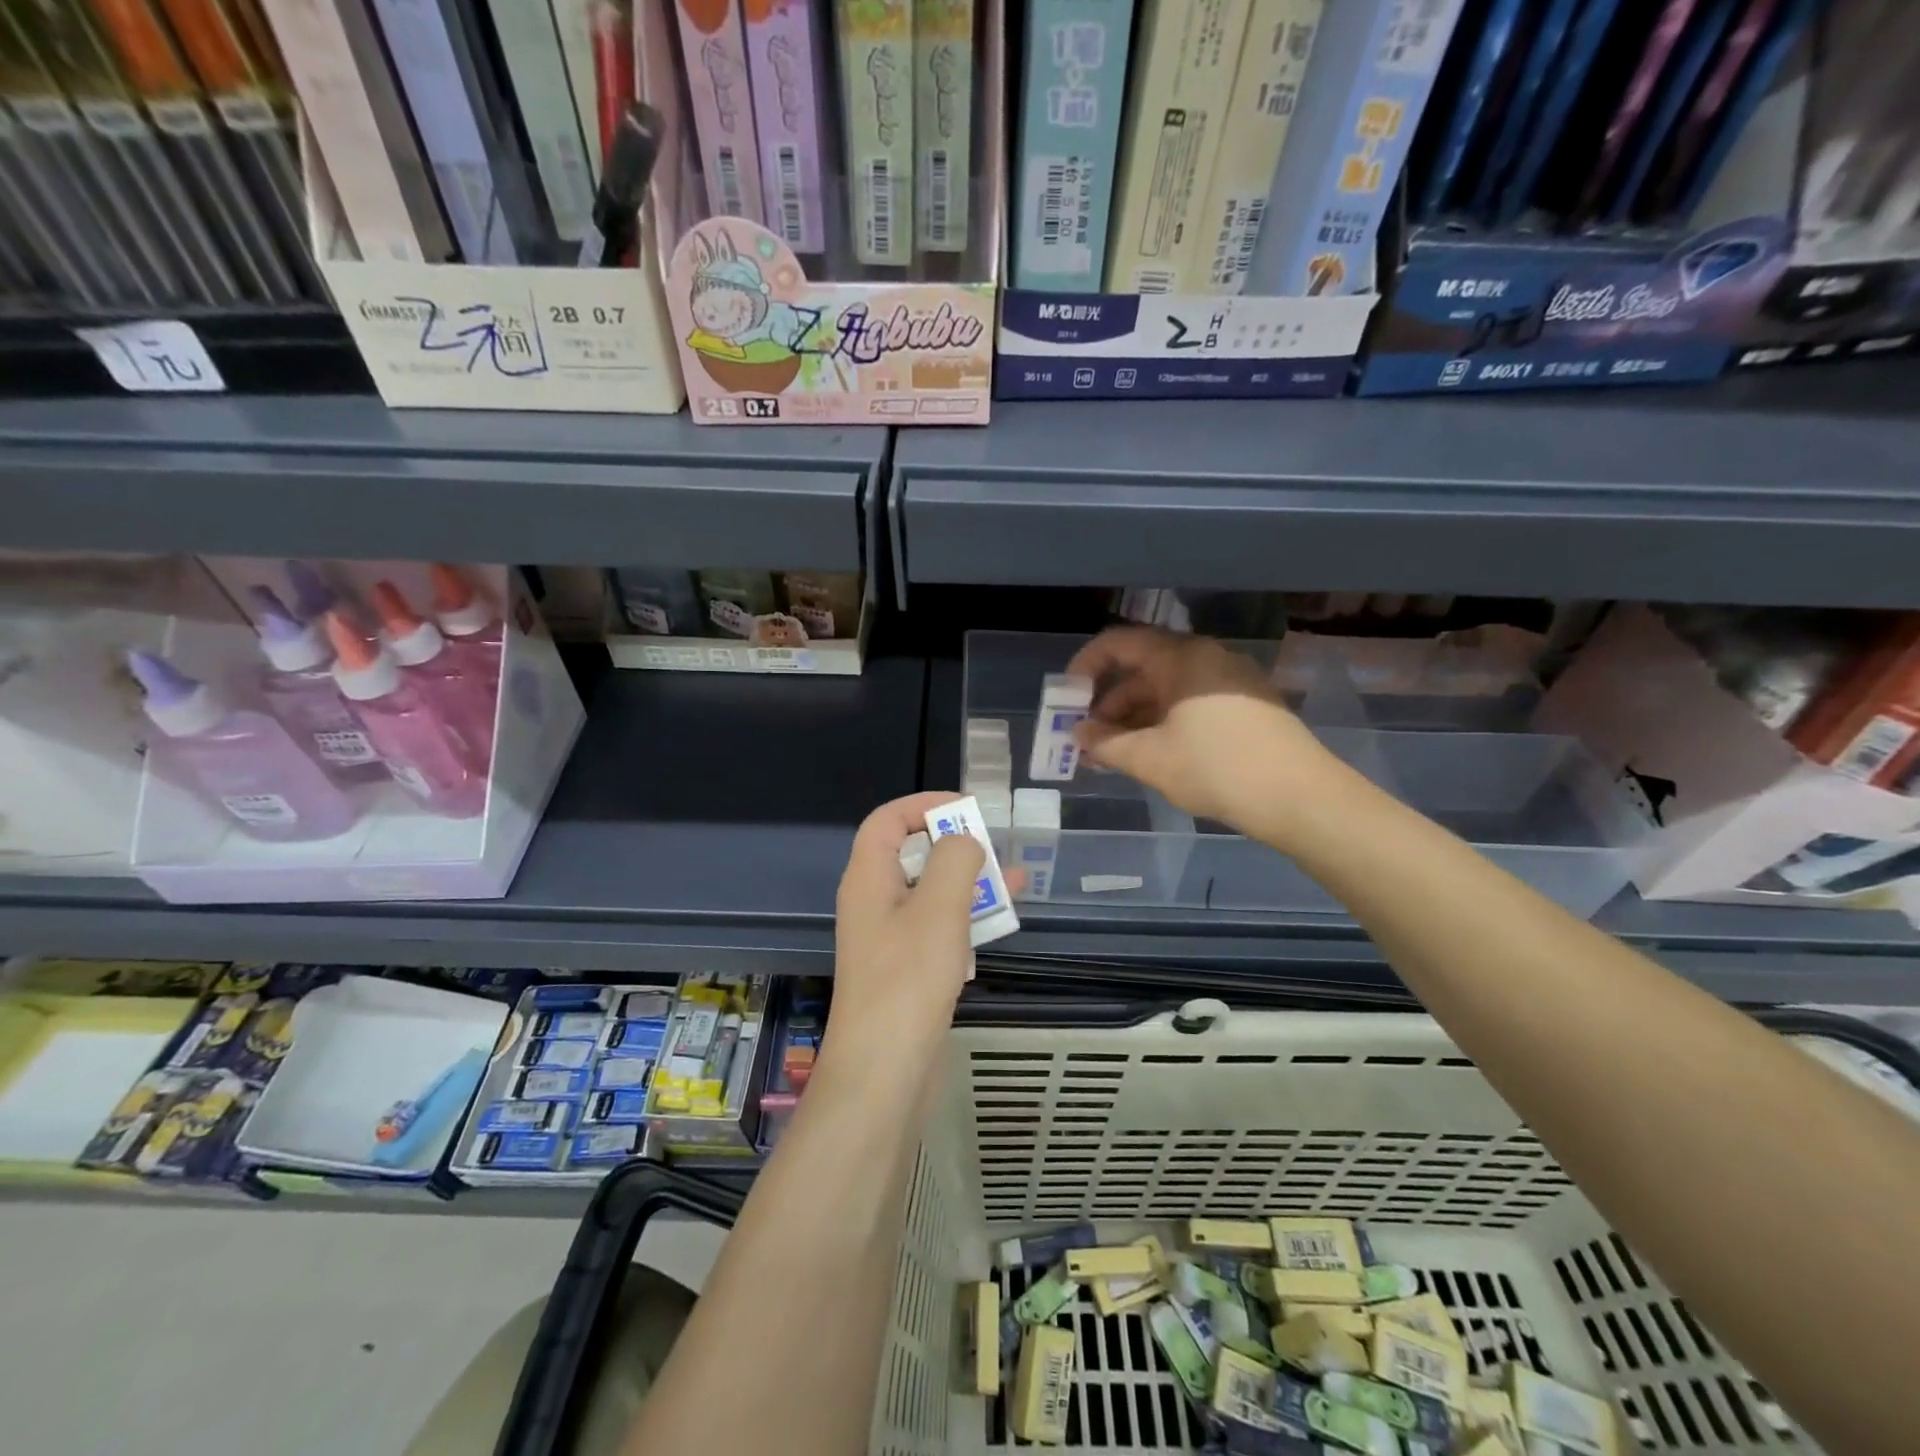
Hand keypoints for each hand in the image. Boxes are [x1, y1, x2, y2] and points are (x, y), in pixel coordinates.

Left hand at [827, 792, 1008, 1065]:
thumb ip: (955, 860)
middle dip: (955, 845)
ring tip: (1014, 881)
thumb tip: (964, 842)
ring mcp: (889, 938)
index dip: (923, 805)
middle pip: (911, 853)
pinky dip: (966, 918)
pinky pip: (937, 928)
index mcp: (868, 878)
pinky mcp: (907, 969)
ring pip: (930, 892)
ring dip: (969, 883)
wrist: (885, 1072)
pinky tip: (1000, 923)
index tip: (967, 810)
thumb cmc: (908, 980)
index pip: (887, 819)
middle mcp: (874, 902)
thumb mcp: (938, 908)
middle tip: (995, 848)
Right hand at [1067, 626, 1327, 828]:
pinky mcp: (1247, 707)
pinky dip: (1163, 724)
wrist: (1302, 798)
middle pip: (1143, 669)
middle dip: (1108, 703)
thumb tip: (1079, 734)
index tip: (1066, 698)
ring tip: (1112, 755)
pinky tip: (1151, 755)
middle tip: (1086, 738)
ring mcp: (1231, 682)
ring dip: (1134, 719)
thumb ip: (1106, 743)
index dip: (1086, 666)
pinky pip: (1191, 705)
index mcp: (1182, 657)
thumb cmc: (1217, 768)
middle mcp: (1207, 659)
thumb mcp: (1150, 759)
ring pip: (1167, 691)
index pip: (1120, 643)